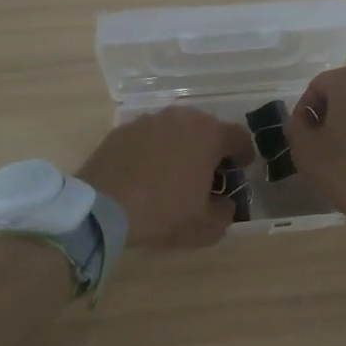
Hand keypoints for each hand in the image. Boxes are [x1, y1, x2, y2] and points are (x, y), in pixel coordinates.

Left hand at [77, 106, 257, 249]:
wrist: (102, 208)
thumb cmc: (163, 213)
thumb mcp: (206, 226)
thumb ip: (226, 212)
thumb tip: (225, 203)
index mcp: (208, 134)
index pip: (239, 136)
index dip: (243, 155)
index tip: (239, 171)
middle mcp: (181, 118)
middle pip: (207, 128)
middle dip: (211, 148)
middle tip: (208, 174)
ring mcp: (148, 120)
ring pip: (176, 130)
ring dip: (181, 146)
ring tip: (175, 172)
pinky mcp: (122, 130)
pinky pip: (149, 137)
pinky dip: (154, 150)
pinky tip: (146, 173)